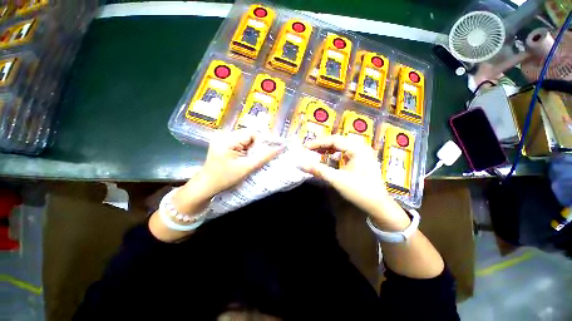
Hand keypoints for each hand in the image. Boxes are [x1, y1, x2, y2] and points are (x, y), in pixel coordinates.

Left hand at [174, 130, 283, 212]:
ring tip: (251, 159)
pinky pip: (240, 143)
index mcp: (227, 139)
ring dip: (252, 148)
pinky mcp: (223, 143)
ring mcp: (223, 138)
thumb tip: (280, 148)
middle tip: (258, 158)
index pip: (252, 133)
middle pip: (249, 135)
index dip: (262, 142)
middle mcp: (224, 135)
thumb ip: (264, 157)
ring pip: (246, 139)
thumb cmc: (225, 178)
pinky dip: (246, 150)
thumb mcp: (246, 168)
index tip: (267, 152)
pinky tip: (245, 158)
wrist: (206, 185)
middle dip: (256, 146)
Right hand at [300, 135, 409, 230]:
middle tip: (309, 148)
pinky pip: (345, 152)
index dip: (318, 143)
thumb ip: (318, 170)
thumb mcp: (337, 179)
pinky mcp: (361, 159)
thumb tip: (301, 165)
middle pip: (338, 141)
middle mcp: (361, 147)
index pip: (334, 140)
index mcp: (357, 149)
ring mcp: (362, 153)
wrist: (378, 205)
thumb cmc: (359, 190)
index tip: (306, 147)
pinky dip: (335, 153)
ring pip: (341, 145)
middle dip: (322, 144)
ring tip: (316, 151)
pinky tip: (328, 157)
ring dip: (328, 148)